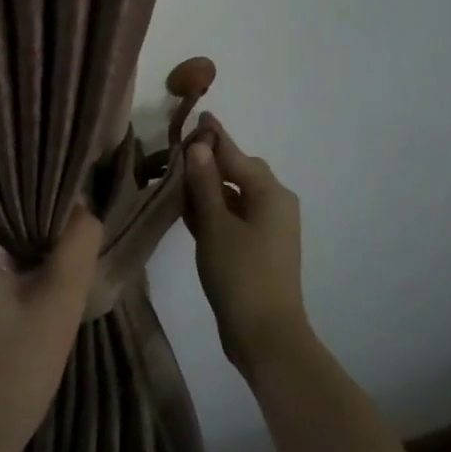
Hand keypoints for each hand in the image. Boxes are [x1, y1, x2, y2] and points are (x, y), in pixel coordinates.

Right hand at [182, 115, 309, 377]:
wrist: (266, 336)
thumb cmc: (241, 274)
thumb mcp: (216, 225)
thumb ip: (205, 183)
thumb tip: (199, 145)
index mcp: (270, 193)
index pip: (235, 154)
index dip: (213, 136)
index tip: (198, 115)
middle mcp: (274, 204)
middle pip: (238, 172)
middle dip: (209, 161)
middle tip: (177, 153)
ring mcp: (268, 228)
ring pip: (234, 195)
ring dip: (208, 187)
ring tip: (176, 178)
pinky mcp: (258, 248)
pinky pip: (234, 216)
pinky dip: (214, 210)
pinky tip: (188, 209)